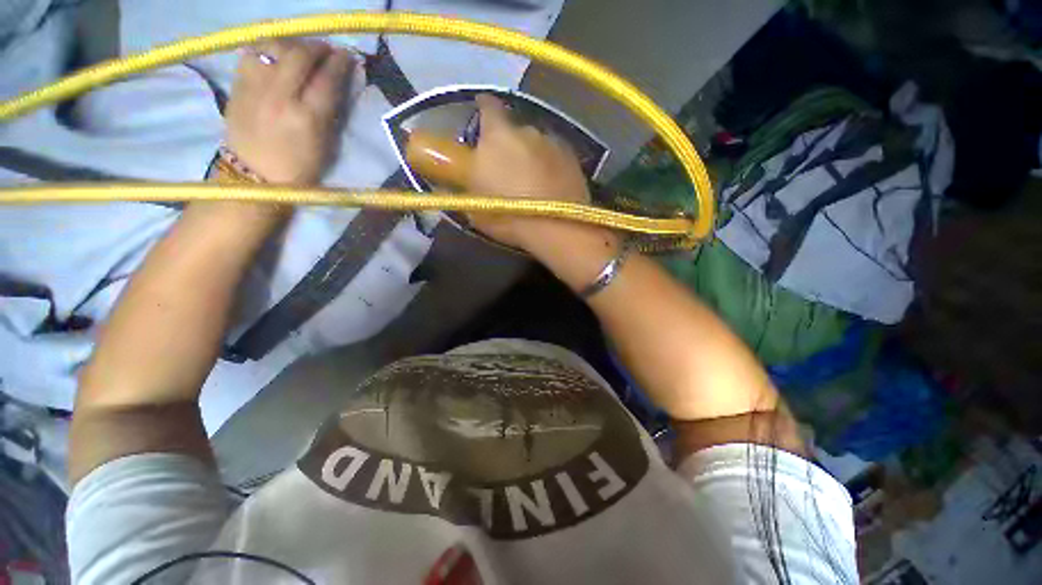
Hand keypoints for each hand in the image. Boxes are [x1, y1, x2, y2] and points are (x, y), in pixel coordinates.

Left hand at [226, 39, 356, 184]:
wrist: (253, 176)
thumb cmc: (299, 168)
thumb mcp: (326, 147)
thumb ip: (332, 113)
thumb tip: (338, 86)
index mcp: (307, 118)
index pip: (327, 79)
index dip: (340, 63)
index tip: (348, 57)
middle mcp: (280, 96)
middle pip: (301, 56)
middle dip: (318, 48)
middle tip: (327, 50)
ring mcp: (255, 87)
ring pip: (275, 47)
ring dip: (293, 43)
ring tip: (302, 49)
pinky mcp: (238, 84)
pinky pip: (252, 52)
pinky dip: (267, 47)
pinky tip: (276, 52)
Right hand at [466, 95, 595, 250]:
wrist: (556, 228)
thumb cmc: (508, 216)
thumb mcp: (474, 207)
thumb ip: (462, 187)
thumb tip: (451, 181)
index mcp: (496, 136)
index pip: (488, 107)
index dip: (483, 109)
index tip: (481, 116)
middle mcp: (526, 130)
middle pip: (513, 129)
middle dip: (508, 144)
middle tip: (506, 168)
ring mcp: (552, 143)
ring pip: (535, 144)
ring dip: (530, 156)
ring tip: (531, 182)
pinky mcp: (572, 158)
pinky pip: (554, 156)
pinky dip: (549, 166)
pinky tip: (550, 186)